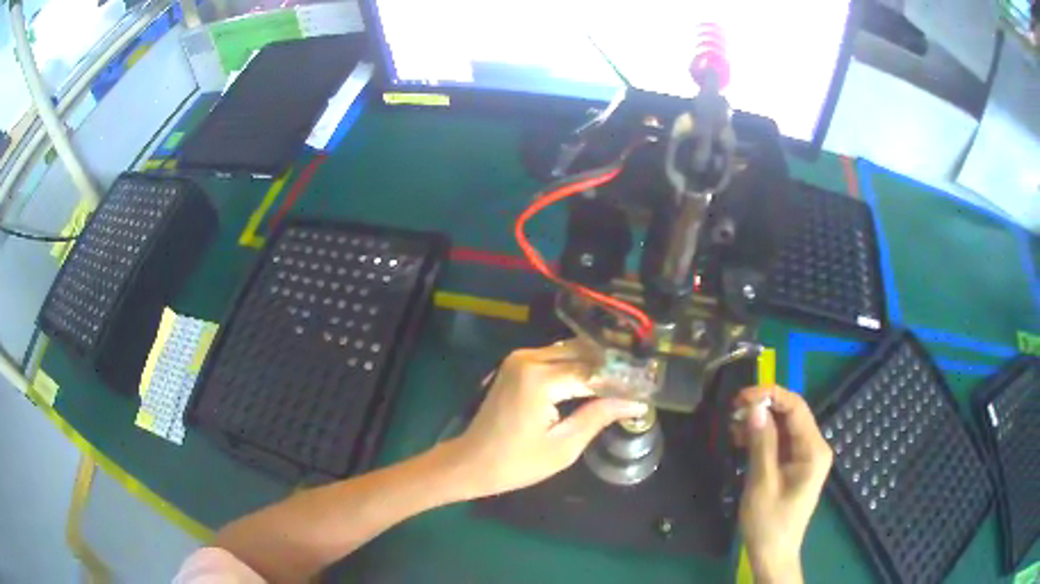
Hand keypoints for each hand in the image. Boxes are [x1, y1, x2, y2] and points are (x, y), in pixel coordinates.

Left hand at [445, 341, 647, 499]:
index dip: (622, 379)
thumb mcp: (563, 447)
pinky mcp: (516, 364)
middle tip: (639, 380)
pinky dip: (577, 365)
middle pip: (582, 352)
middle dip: (612, 365)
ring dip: (596, 362)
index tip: (647, 386)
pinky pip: (555, 357)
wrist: (471, 462)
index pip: (593, 371)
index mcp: (539, 379)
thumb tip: (635, 402)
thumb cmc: (516, 463)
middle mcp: (529, 359)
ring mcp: (520, 358)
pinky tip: (596, 378)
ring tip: (624, 378)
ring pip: (570, 350)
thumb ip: (598, 417)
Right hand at [732, 386, 832, 583]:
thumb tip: (754, 408)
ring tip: (733, 427)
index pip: (796, 408)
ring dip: (760, 423)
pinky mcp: (795, 466)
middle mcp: (814, 448)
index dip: (770, 395)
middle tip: (733, 412)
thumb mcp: (762, 483)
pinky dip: (761, 438)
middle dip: (763, 409)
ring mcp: (805, 457)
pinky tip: (742, 440)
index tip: (741, 398)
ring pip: (784, 427)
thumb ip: (761, 444)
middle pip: (791, 415)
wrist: (773, 556)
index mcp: (813, 450)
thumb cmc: (768, 524)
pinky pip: (780, 442)